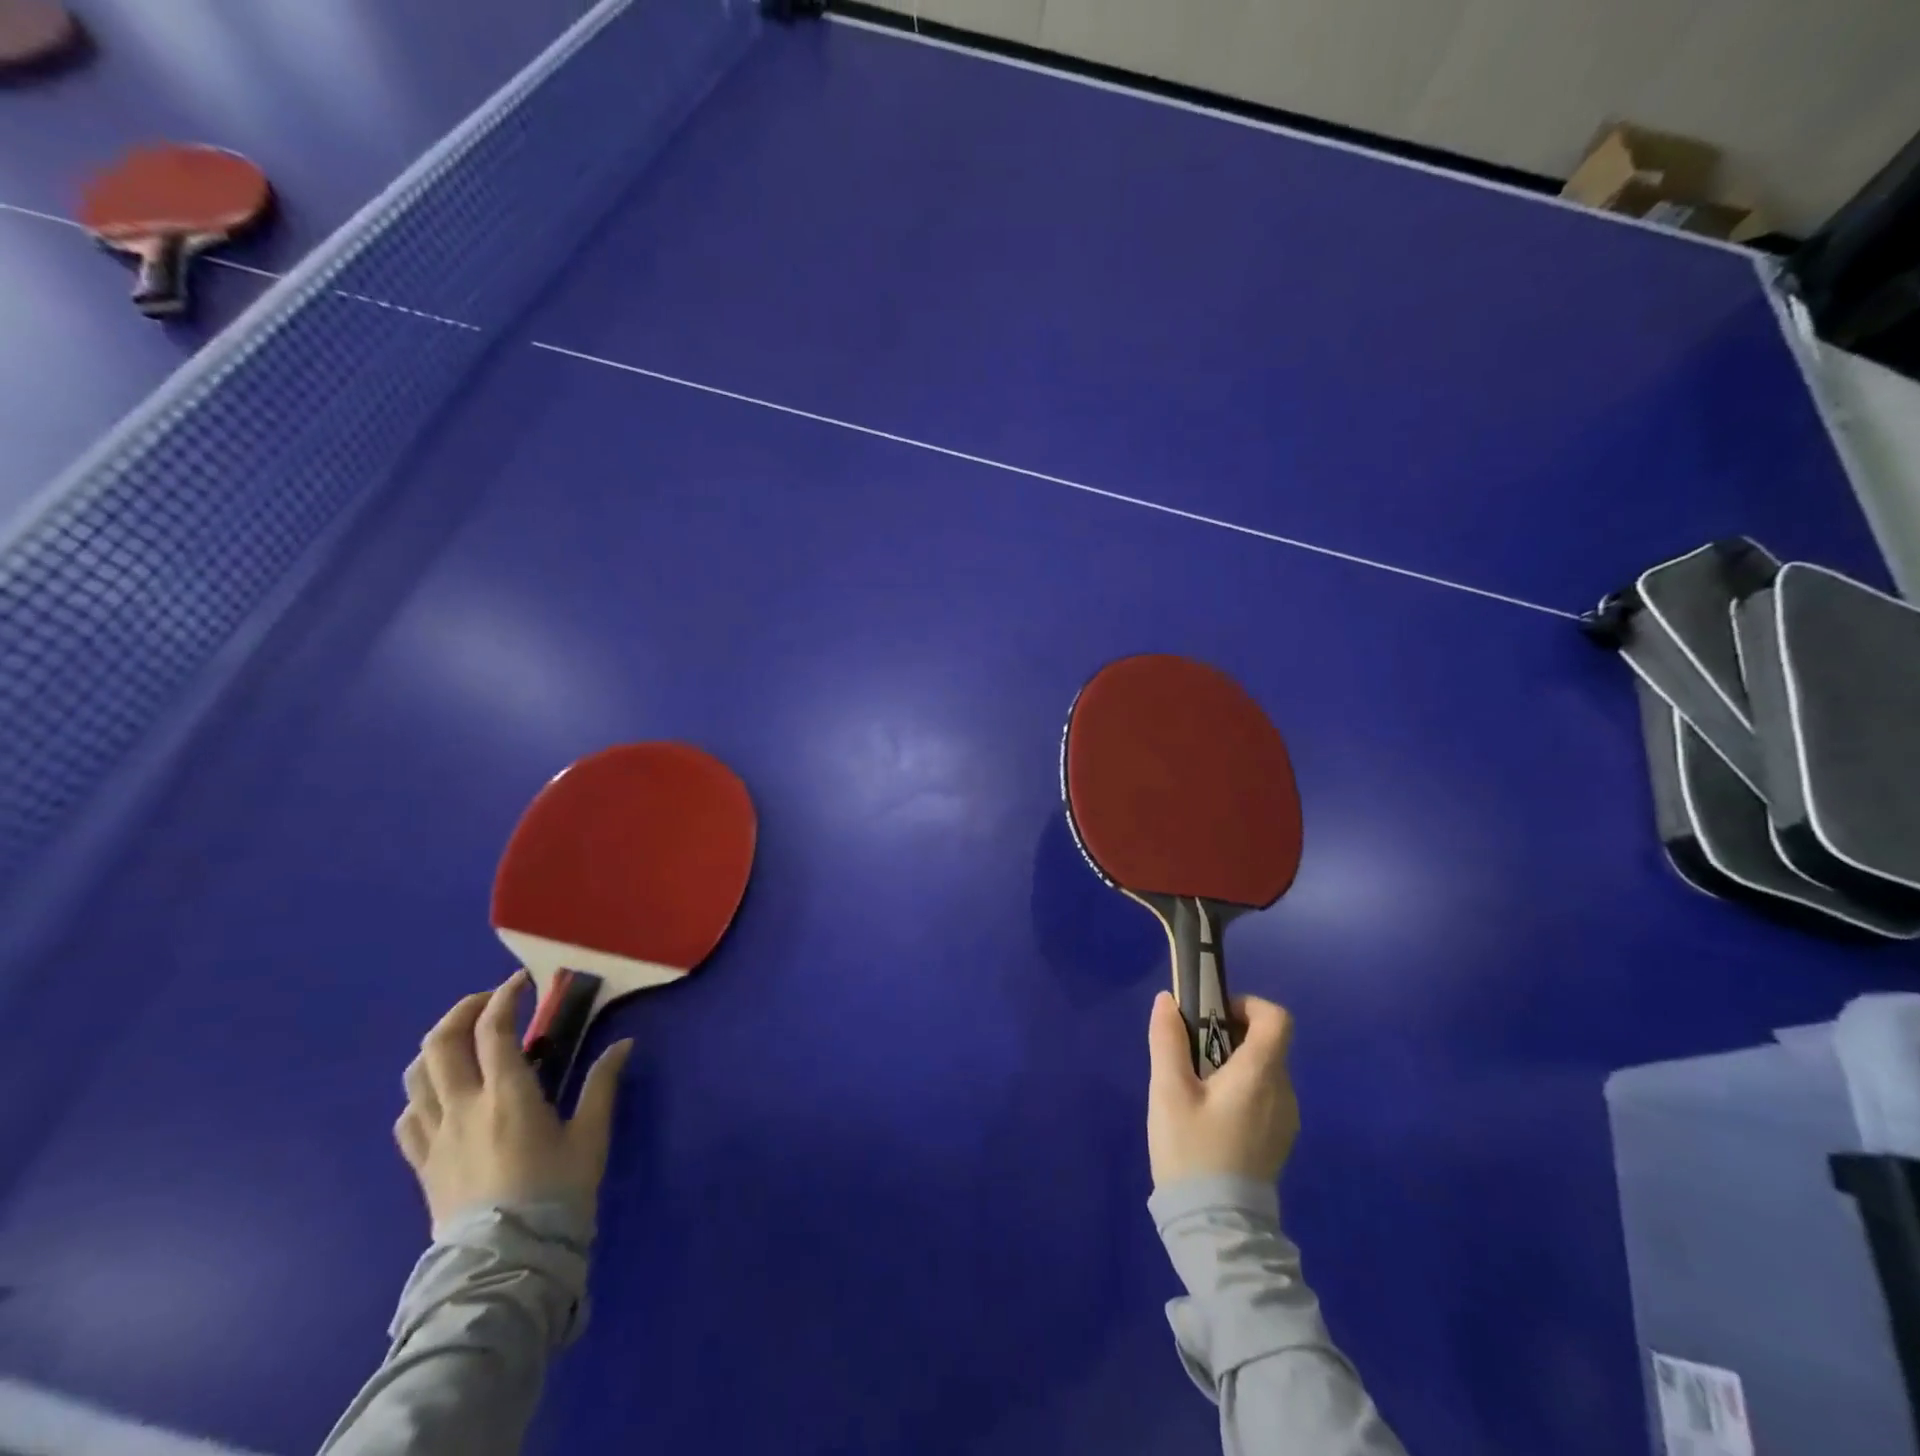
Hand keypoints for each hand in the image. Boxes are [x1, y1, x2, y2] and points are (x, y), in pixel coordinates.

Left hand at [395, 970, 632, 1225]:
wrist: (506, 1264)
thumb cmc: (556, 1193)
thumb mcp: (591, 1136)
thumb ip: (603, 1084)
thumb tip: (623, 1044)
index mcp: (507, 1095)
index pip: (494, 1029)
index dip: (505, 996)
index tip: (523, 982)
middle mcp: (463, 1107)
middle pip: (441, 1042)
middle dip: (464, 1010)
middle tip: (491, 1002)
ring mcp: (435, 1136)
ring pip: (416, 1075)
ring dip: (437, 1046)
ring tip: (464, 1040)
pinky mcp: (421, 1165)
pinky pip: (407, 1117)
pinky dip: (421, 1092)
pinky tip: (442, 1094)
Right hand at [1147, 991, 1298, 1188]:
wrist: (1217, 1228)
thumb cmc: (1192, 1152)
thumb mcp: (1168, 1092)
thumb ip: (1168, 1041)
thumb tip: (1168, 1000)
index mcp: (1260, 1074)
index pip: (1276, 1018)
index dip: (1247, 1005)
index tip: (1213, 1016)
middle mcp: (1283, 1091)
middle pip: (1265, 1043)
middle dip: (1228, 1036)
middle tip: (1190, 1056)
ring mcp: (1285, 1119)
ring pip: (1263, 1070)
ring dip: (1232, 1064)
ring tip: (1195, 1090)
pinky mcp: (1279, 1140)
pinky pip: (1263, 1096)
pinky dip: (1240, 1090)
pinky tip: (1210, 1118)